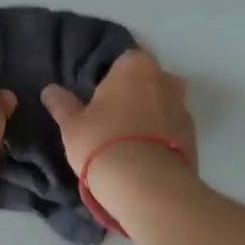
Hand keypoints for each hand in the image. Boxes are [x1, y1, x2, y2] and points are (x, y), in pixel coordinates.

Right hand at [41, 49, 197, 183]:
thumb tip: (50, 90)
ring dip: (149, 114)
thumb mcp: (72, 125)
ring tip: (128, 137)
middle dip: (133, 92)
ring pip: (163, 104)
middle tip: (111, 113)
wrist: (147, 187)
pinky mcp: (194, 138)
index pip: (123, 57)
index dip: (110, 73)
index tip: (98, 91)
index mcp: (135, 66)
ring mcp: (183, 108)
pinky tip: (144, 154)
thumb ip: (62, 104)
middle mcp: (165, 79)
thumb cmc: (103, 142)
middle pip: (147, 79)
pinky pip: (172, 129)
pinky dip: (161, 136)